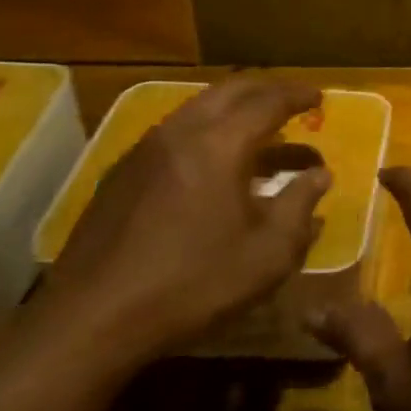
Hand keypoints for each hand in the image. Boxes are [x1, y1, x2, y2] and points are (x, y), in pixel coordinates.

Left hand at [40, 78, 331, 363]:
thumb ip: (300, 207)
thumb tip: (320, 176)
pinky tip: (214, 166)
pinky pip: (176, 132)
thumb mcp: (267, 254)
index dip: (298, 95)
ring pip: (199, 108)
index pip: (268, 101)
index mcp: (220, 143)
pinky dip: (207, 132)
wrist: (89, 321)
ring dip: (235, 111)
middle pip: (231, 90)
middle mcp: (181, 131)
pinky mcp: (122, 174)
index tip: (320, 97)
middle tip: (292, 100)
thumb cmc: (191, 284)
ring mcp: (145, 150)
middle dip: (267, 89)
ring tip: (260, 133)